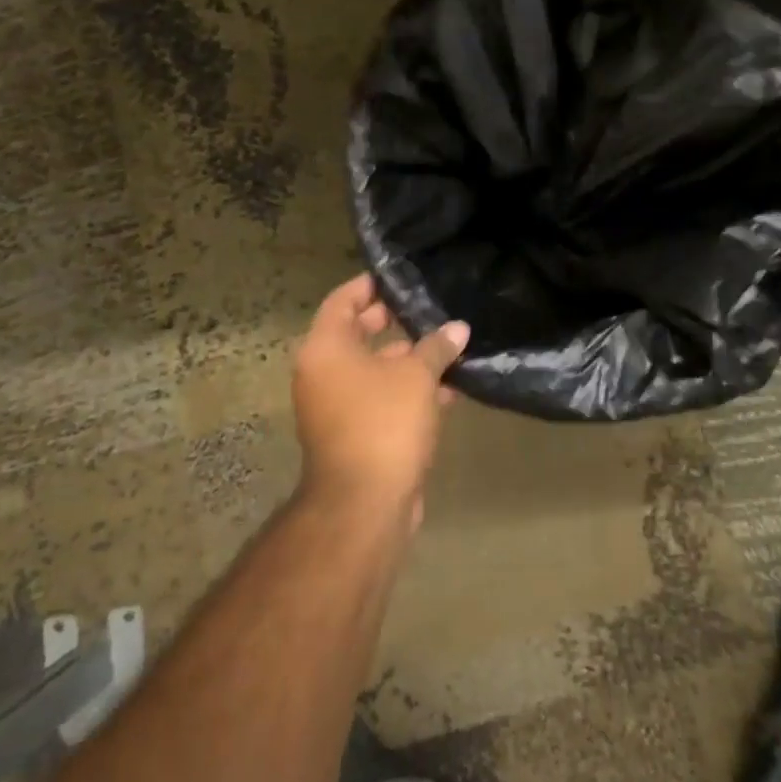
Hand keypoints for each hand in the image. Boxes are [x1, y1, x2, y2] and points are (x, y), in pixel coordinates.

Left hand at [291, 274, 469, 526]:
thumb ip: (437, 347)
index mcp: (325, 349)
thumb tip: (458, 328)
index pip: (343, 300)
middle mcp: (322, 373)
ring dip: (407, 360)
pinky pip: (379, 399)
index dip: (371, 285)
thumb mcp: (417, 377)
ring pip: (373, 370)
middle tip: (427, 308)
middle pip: (357, 334)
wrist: (364, 504)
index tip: (401, 277)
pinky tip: (447, 390)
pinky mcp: (353, 433)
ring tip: (448, 347)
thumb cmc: (384, 423)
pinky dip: (406, 392)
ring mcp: (335, 406)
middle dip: (393, 321)